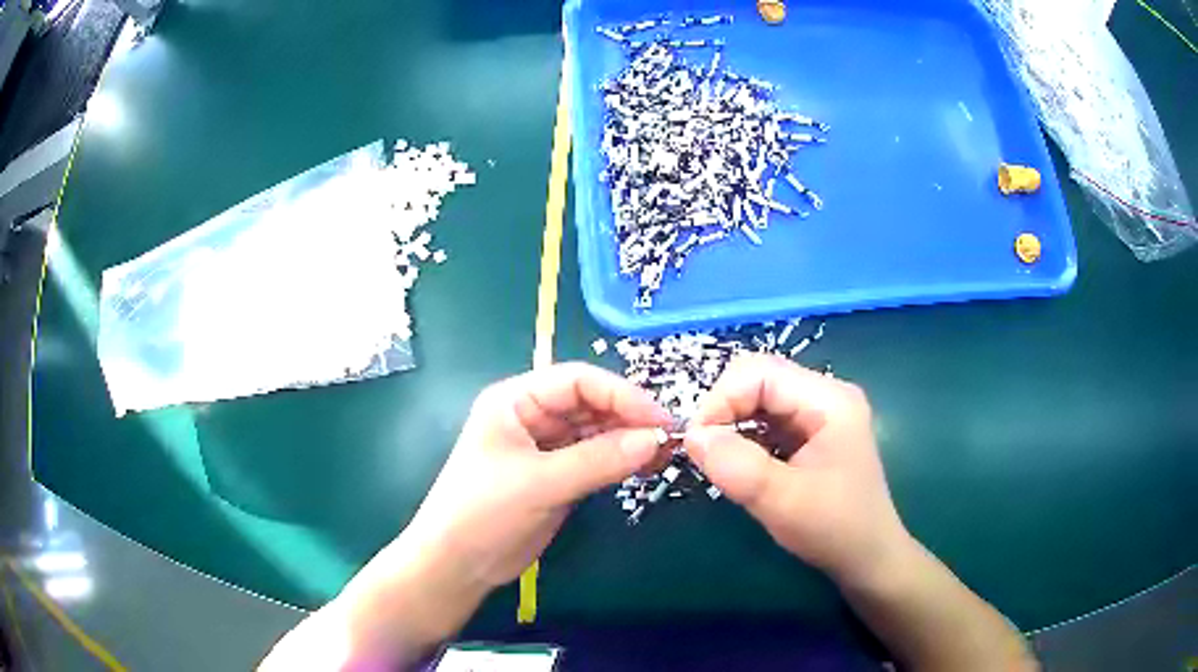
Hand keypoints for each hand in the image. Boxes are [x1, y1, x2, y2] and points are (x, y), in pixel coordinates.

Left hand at [401, 362, 671, 589]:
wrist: (458, 565)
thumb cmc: (483, 513)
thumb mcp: (540, 484)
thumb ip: (599, 460)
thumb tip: (655, 439)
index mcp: (516, 400)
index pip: (578, 380)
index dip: (622, 395)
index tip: (660, 419)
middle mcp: (532, 415)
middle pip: (591, 403)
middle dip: (629, 417)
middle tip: (669, 439)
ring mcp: (546, 446)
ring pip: (596, 430)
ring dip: (629, 439)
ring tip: (663, 454)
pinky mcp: (557, 474)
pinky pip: (595, 457)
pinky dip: (620, 460)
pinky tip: (644, 466)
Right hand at [684, 355, 911, 586]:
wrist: (868, 559)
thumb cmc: (834, 529)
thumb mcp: (782, 501)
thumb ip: (736, 465)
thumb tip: (691, 435)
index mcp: (829, 400)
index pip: (760, 372)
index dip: (721, 399)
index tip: (696, 442)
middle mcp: (826, 395)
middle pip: (759, 380)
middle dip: (724, 411)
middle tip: (704, 453)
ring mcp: (820, 414)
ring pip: (760, 400)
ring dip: (733, 426)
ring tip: (720, 461)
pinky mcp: (812, 434)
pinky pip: (768, 421)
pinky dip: (745, 439)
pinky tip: (741, 465)